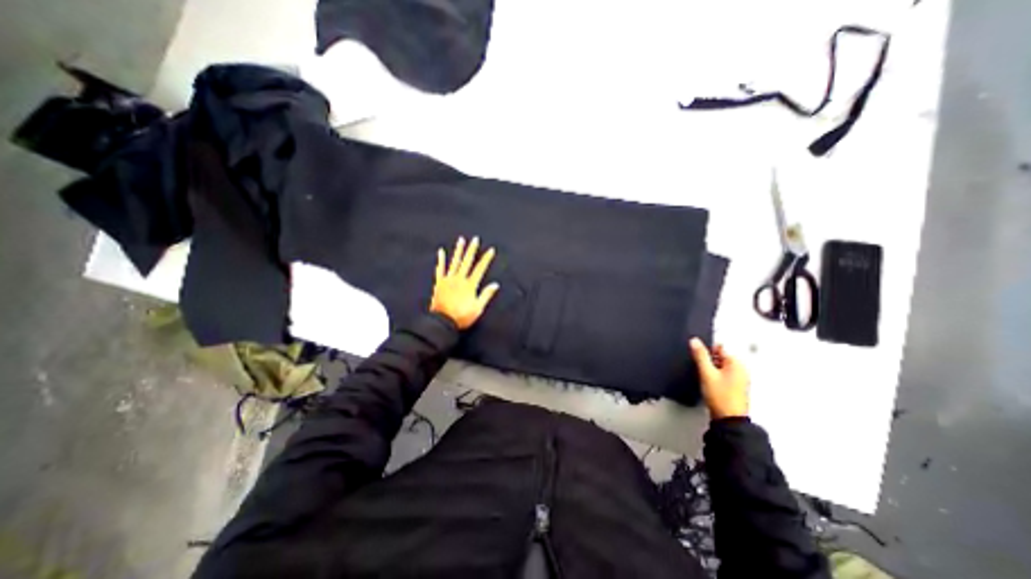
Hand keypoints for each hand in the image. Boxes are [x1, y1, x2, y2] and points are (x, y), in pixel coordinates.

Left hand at [430, 238, 501, 329]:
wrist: (442, 321)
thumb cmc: (462, 316)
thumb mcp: (478, 308)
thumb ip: (486, 295)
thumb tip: (495, 284)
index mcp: (470, 285)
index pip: (480, 268)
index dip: (486, 259)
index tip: (490, 250)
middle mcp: (459, 279)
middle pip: (467, 261)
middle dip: (472, 250)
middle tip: (475, 239)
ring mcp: (448, 279)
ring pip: (454, 262)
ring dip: (458, 250)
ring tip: (461, 240)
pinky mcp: (439, 283)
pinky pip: (440, 269)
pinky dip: (441, 260)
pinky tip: (441, 251)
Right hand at [691, 335, 750, 420]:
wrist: (728, 420)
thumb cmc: (720, 395)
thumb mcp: (707, 373)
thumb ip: (700, 355)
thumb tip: (694, 340)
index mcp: (737, 363)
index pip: (719, 347)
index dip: (707, 350)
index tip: (698, 357)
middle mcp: (741, 369)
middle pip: (720, 356)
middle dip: (709, 360)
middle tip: (701, 369)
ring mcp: (739, 378)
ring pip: (720, 366)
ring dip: (711, 368)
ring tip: (705, 377)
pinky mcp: (735, 387)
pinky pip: (723, 374)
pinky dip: (715, 376)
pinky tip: (709, 383)